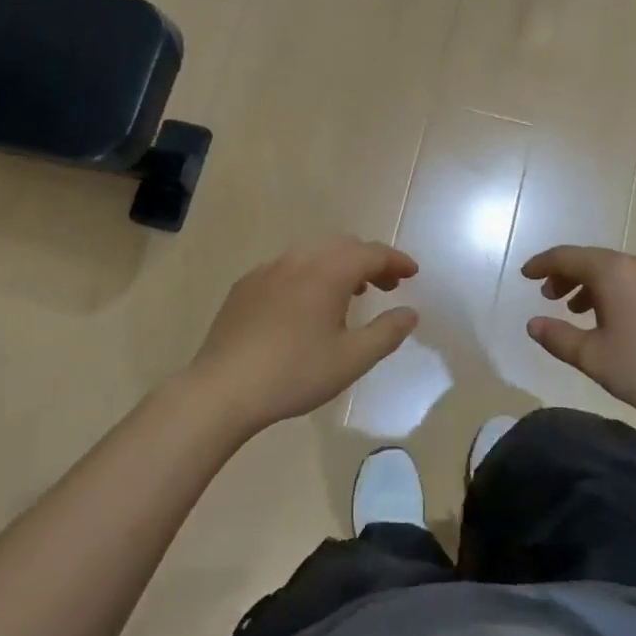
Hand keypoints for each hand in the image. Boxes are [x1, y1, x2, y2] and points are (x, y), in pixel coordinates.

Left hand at [189, 238, 420, 433]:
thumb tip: (409, 313)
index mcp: (328, 272)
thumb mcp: (351, 359)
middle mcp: (299, 260)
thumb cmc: (294, 373)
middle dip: (369, 261)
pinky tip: (306, 304)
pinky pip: (288, 267)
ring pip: (313, 253)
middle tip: (386, 286)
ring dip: (339, 265)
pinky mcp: (246, 285)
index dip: (396, 261)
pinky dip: (310, 274)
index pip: (372, 253)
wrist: (223, 388)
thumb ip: (386, 333)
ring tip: (350, 293)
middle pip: (343, 246)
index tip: (412, 273)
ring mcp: (268, 270)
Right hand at [521, 246, 635, 434]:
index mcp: (613, 272)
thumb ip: (557, 337)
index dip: (542, 264)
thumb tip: (533, 324)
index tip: (524, 275)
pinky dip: (612, 291)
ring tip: (574, 309)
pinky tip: (610, 318)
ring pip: (613, 270)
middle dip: (565, 274)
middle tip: (547, 296)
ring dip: (588, 284)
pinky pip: (632, 280)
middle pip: (591, 259)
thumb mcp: (592, 357)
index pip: (567, 257)